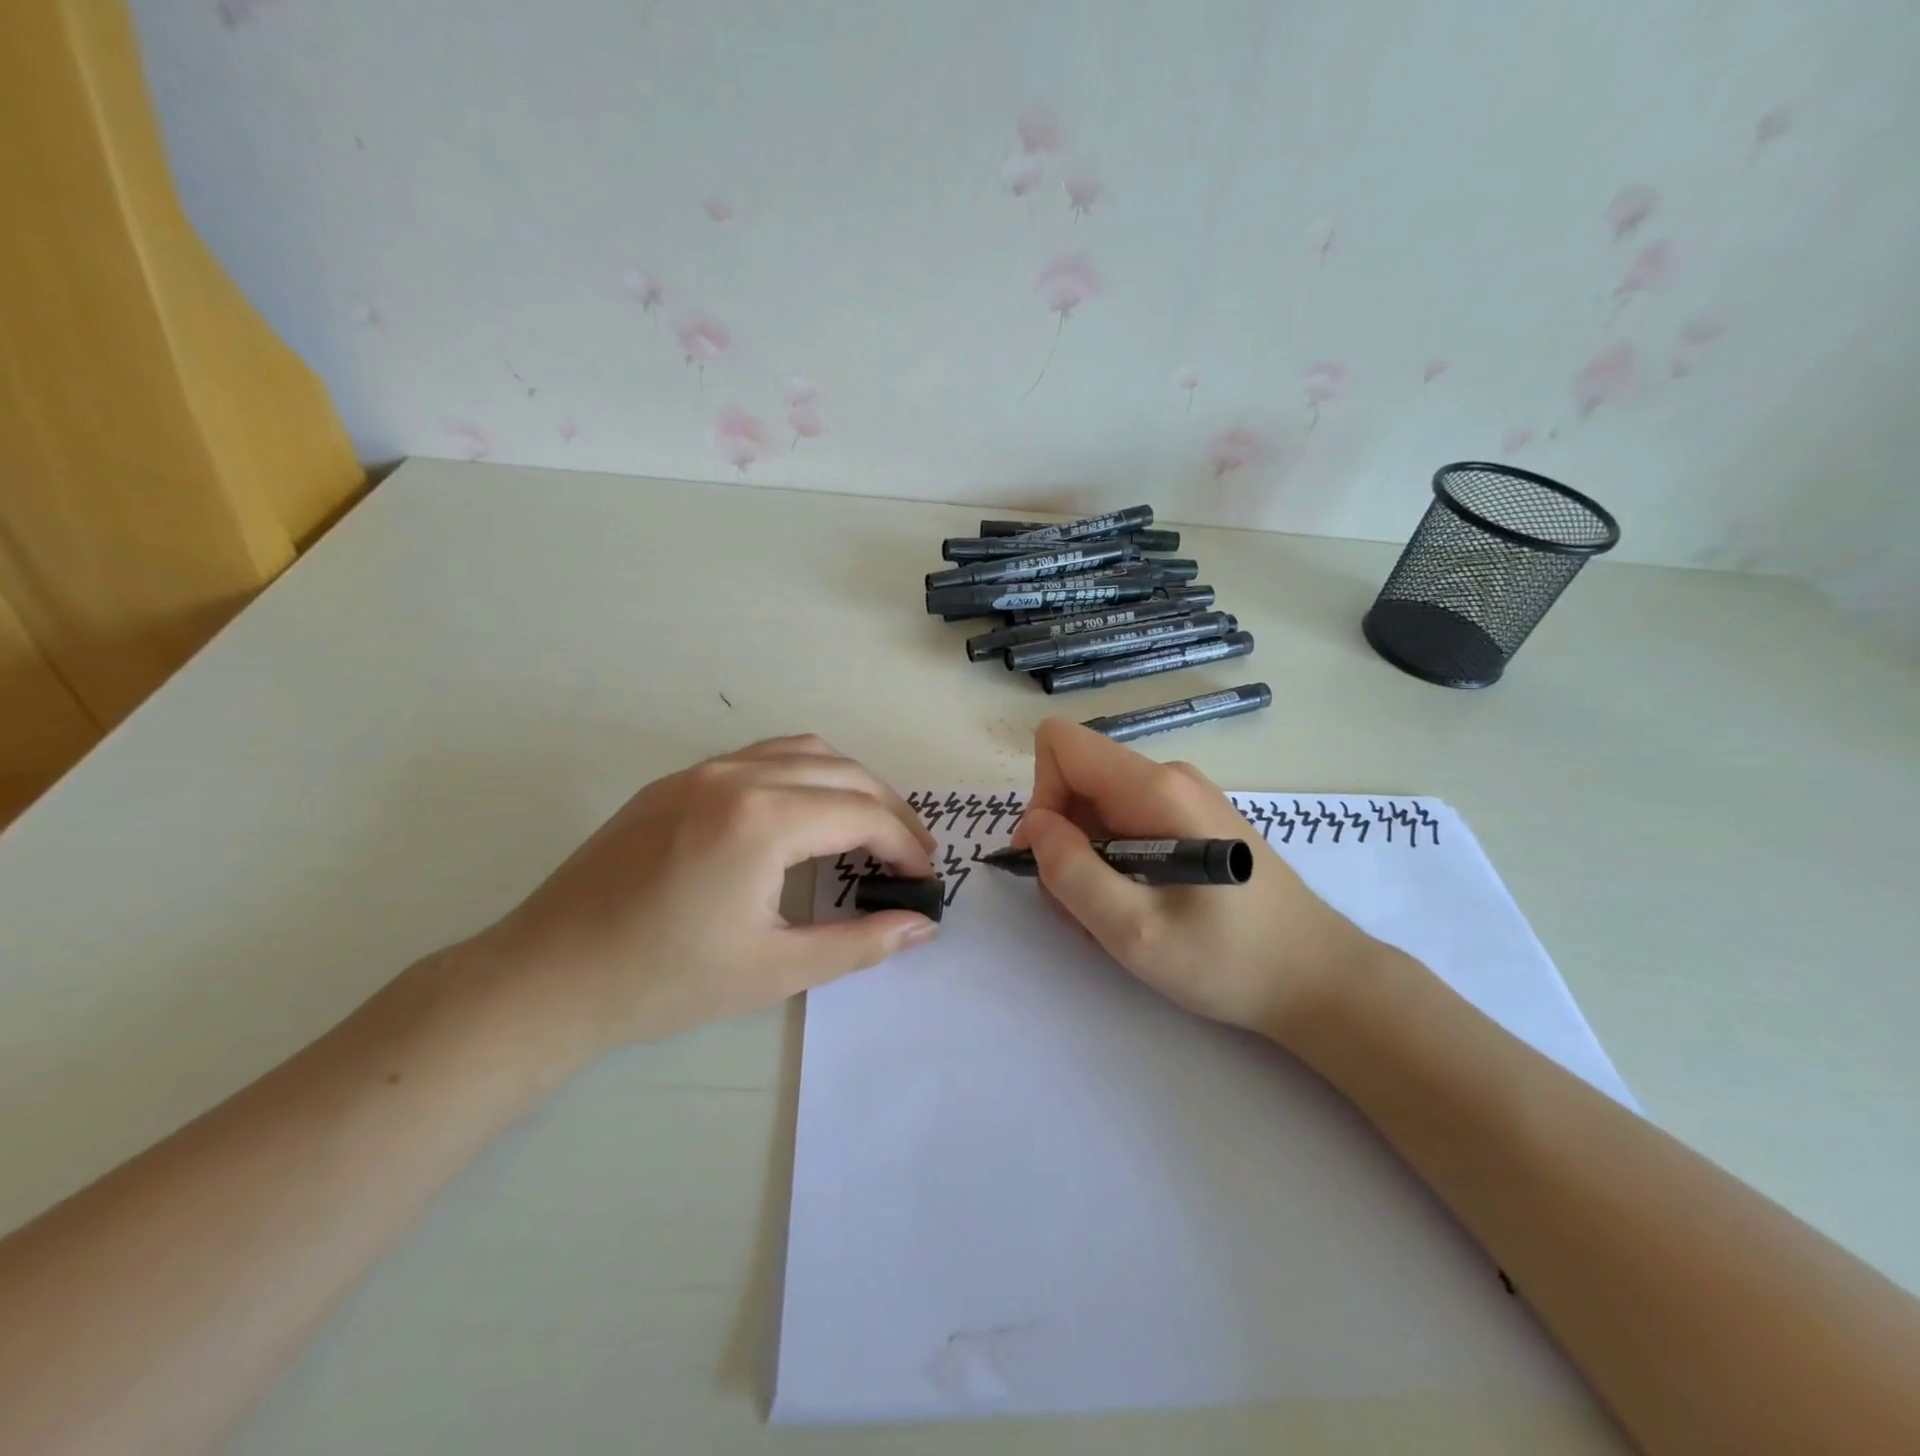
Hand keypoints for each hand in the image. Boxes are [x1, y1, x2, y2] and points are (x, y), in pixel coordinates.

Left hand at [475, 735, 938, 1057]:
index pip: (862, 814)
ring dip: (847, 781)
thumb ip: (860, 943)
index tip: (925, 877)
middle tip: (910, 853)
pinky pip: (760, 758)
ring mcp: (701, 771)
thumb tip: (922, 925)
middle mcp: (737, 776)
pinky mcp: (675, 781)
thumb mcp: (775, 970)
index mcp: (763, 820)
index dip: (905, 844)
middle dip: (888, 808)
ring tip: (867, 826)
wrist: (547, 978)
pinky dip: (803, 775)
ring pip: (802, 751)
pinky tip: (803, 816)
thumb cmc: (665, 981)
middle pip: (842, 771)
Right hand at [1013, 718, 1380, 1041]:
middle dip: (1062, 839)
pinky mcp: (1191, 818)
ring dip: (1085, 858)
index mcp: (1155, 790)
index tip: (1053, 857)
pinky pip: (1124, 821)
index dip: (1041, 797)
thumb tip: (1035, 826)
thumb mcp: (1135, 933)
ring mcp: (1183, 796)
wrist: (1318, 979)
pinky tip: (1137, 907)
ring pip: (1096, 805)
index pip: (1062, 745)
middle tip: (1082, 905)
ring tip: (1113, 915)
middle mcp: (1168, 777)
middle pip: (1076, 778)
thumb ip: (1072, 873)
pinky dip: (1111, 862)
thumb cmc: (1231, 961)